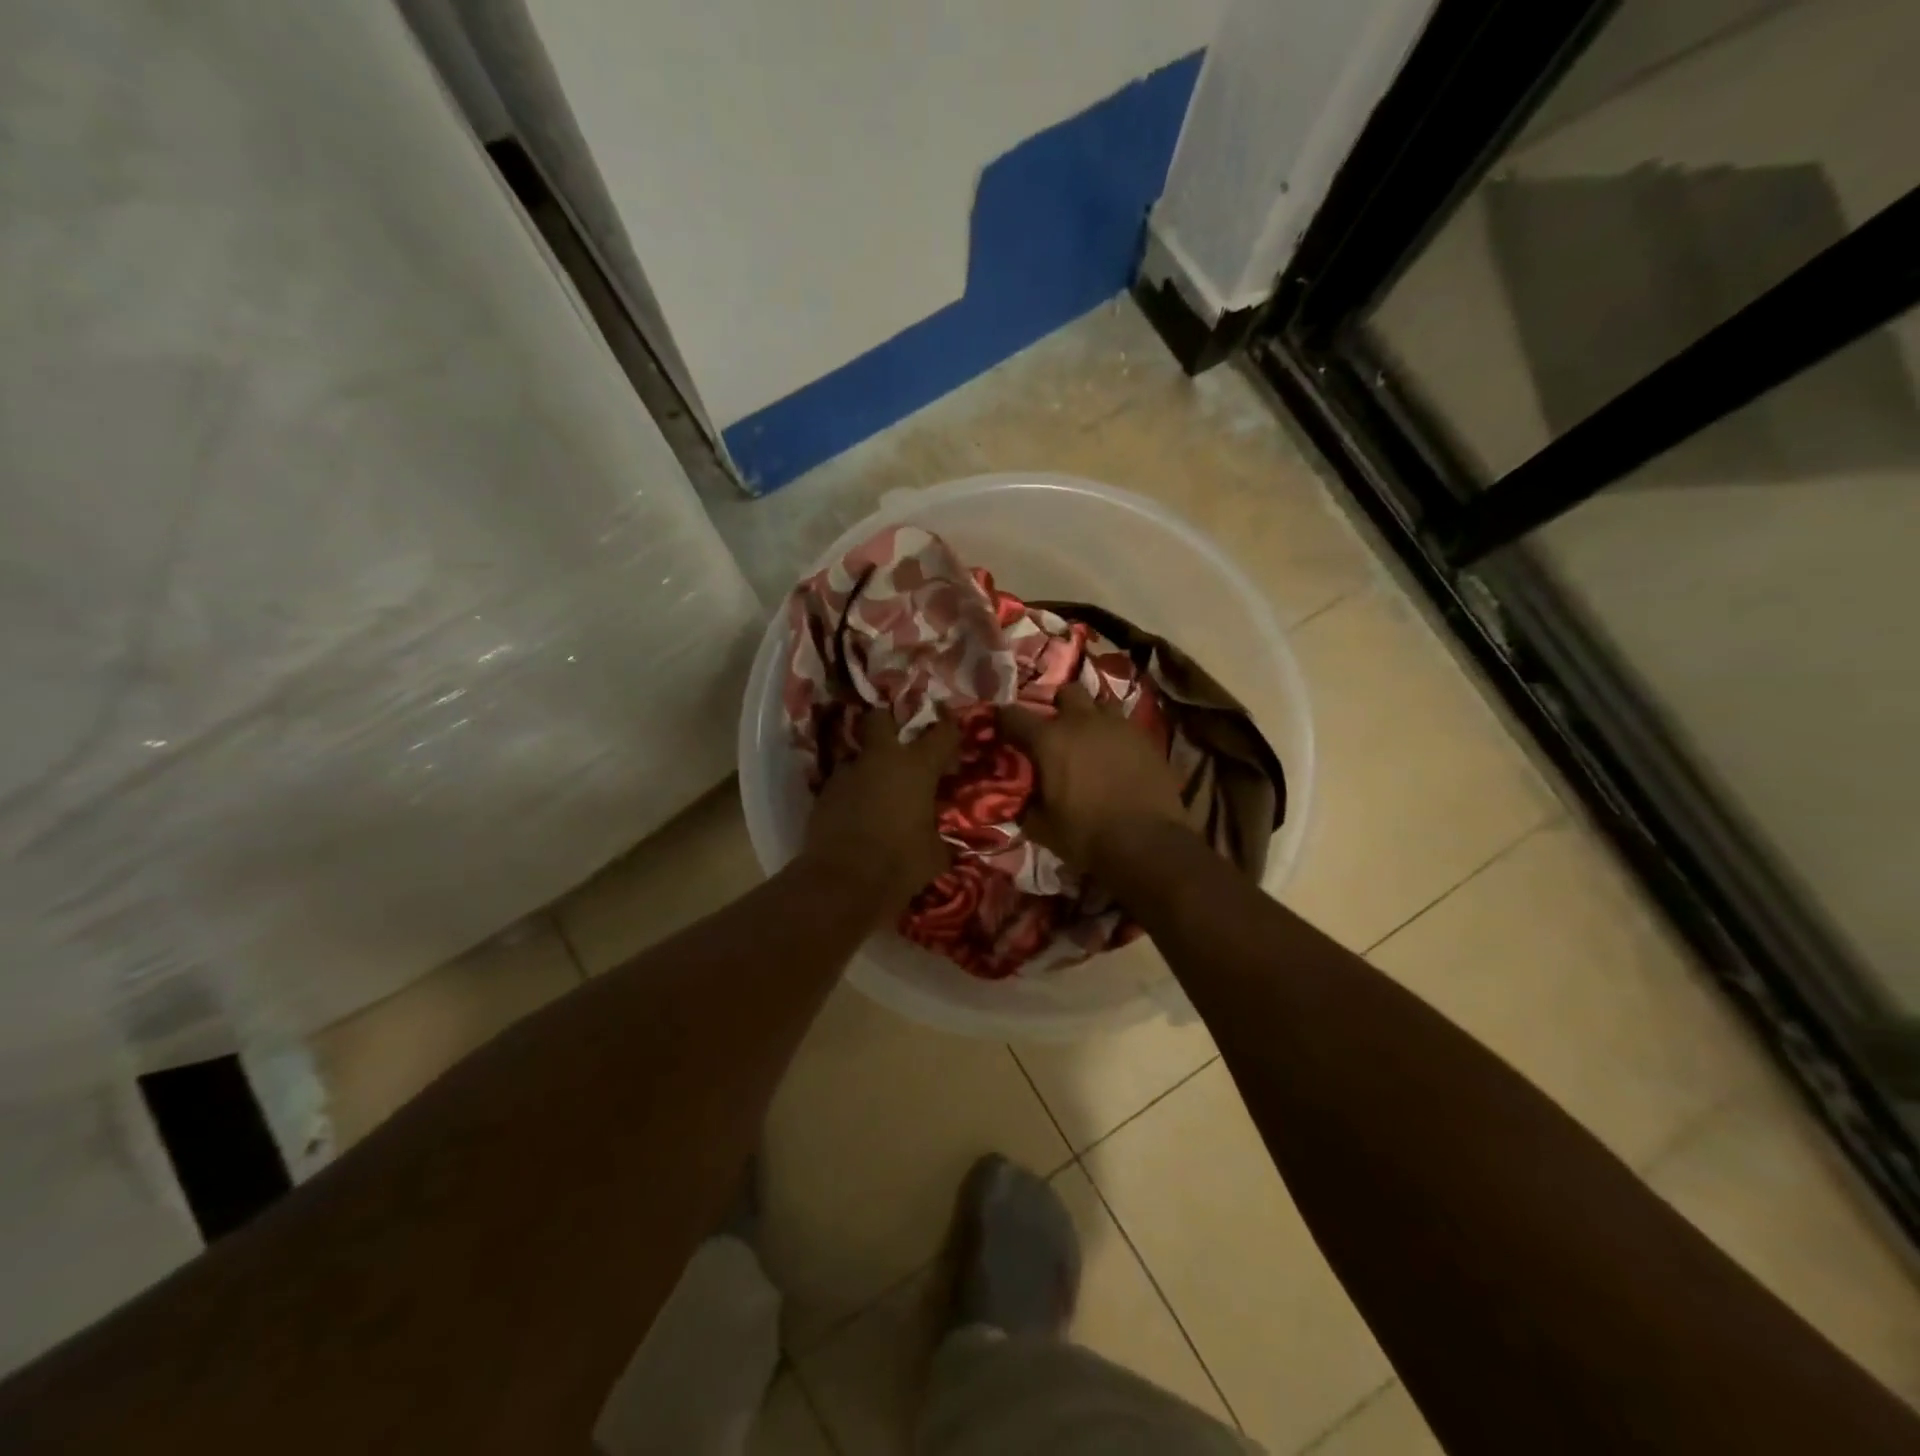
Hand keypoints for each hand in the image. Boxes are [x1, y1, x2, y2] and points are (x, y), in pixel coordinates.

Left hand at [804, 709, 960, 912]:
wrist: (842, 883)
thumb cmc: (900, 864)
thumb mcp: (935, 853)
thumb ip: (938, 833)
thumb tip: (938, 836)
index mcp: (916, 767)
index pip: (943, 732)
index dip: (950, 732)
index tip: (953, 744)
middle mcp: (880, 759)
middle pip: (881, 718)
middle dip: (889, 725)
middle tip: (900, 746)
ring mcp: (847, 774)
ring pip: (858, 754)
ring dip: (869, 767)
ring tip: (877, 792)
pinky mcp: (823, 793)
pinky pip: (843, 783)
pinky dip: (852, 792)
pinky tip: (858, 814)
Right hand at [1001, 683, 1189, 872]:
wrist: (1147, 843)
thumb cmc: (1087, 835)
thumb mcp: (1043, 827)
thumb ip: (1025, 805)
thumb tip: (1018, 799)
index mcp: (1050, 740)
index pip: (1013, 715)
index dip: (1003, 720)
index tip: (1000, 729)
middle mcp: (1083, 722)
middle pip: (1066, 692)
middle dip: (1058, 706)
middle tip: (1056, 730)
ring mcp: (1118, 726)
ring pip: (1100, 703)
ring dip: (1091, 716)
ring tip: (1089, 738)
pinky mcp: (1146, 738)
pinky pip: (1125, 725)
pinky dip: (1115, 735)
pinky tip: (1116, 755)